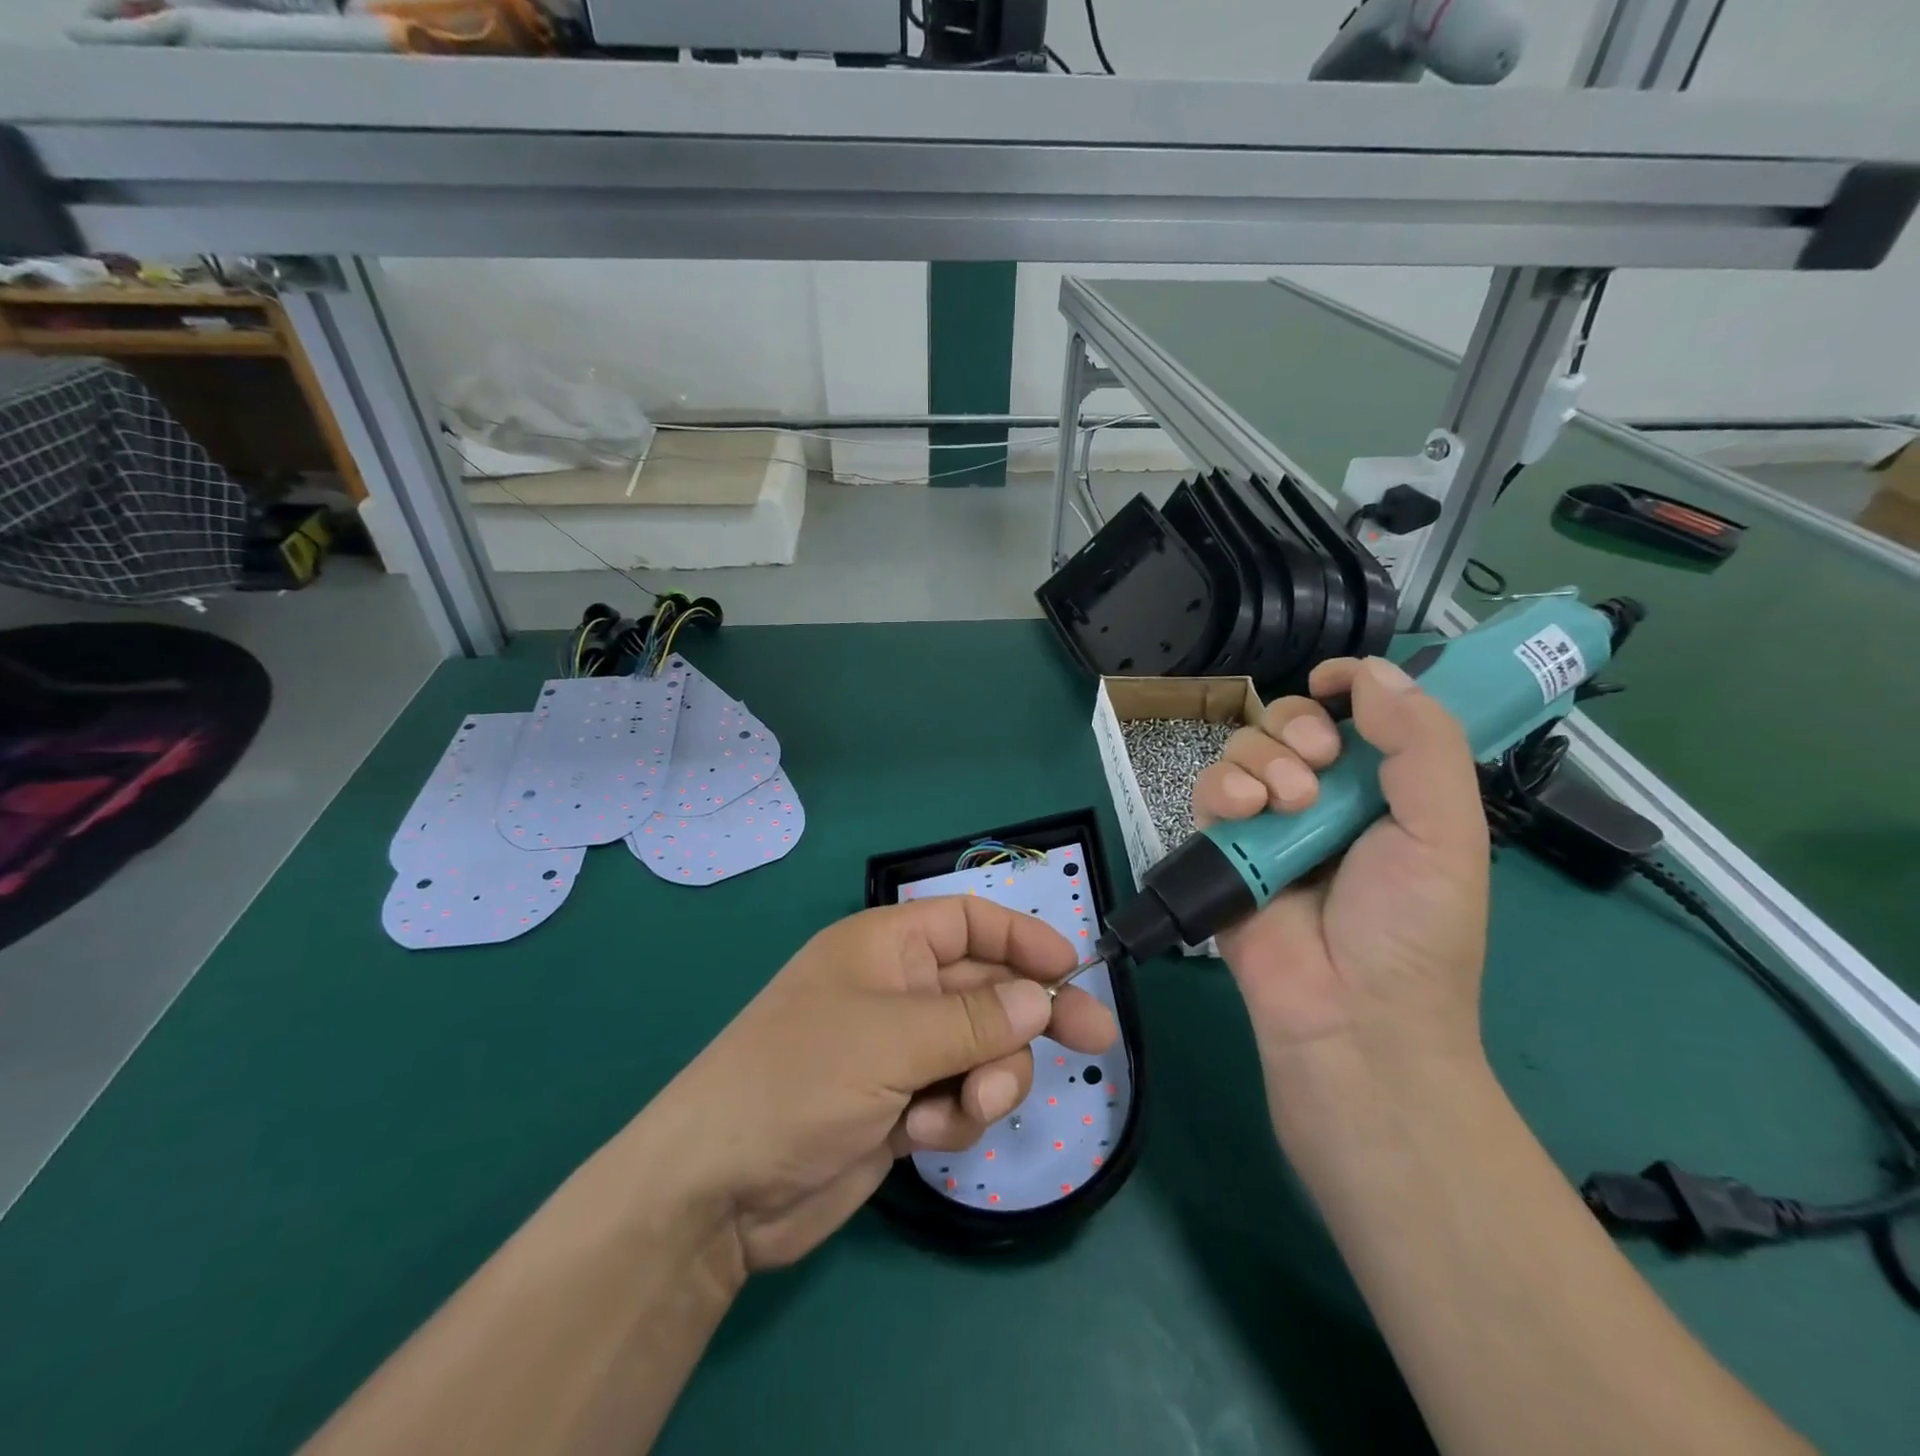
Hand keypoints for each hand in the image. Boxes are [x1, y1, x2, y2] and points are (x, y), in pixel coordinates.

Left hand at [646, 898, 1117, 1271]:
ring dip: (986, 1080)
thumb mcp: (891, 1040)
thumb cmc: (798, 1080)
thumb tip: (1043, 996)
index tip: (1073, 966)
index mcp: (886, 948)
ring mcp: (900, 1051)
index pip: (968, 923)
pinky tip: (922, 1137)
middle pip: (987, 989)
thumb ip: (973, 1020)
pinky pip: (959, 1098)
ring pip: (982, 1050)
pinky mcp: (902, 1106)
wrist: (719, 1190)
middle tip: (1097, 1040)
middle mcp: (898, 991)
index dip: (1022, 938)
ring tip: (964, 1109)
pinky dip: (954, 1118)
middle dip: (1031, 1017)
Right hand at [1192, 655, 1489, 1073]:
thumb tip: (1371, 670)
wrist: (1349, 1011)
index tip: (1335, 681)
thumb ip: (1422, 743)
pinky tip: (1247, 812)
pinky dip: (1224, 787)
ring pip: (1245, 747)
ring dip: (1265, 760)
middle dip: (1299, 726)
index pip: (1358, 714)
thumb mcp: (1448, 831)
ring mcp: (1267, 820)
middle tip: (1320, 759)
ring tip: (1288, 803)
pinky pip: (1210, 788)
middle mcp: (1323, 796)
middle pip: (1290, 720)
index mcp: (1382, 789)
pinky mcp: (1223, 844)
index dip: (1347, 686)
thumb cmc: (1412, 926)